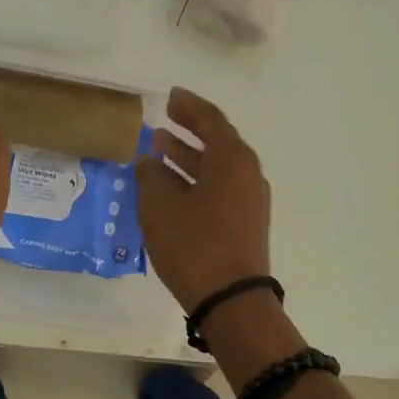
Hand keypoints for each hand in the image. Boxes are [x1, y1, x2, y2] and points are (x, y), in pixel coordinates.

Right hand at [134, 87, 271, 313]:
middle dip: (189, 130)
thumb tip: (149, 162)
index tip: (170, 97)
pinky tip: (171, 187)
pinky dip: (196, 180)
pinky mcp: (245, 223)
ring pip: (217, 167)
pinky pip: (219, 188)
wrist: (232, 301)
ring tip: (160, 149)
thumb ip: (151, 176)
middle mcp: (248, 174)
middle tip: (165, 120)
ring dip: (189, 157)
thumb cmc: (195, 244)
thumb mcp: (161, 206)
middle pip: (217, 141)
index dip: (188, 106)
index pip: (210, 119)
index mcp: (232, 159)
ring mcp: (250, 200)